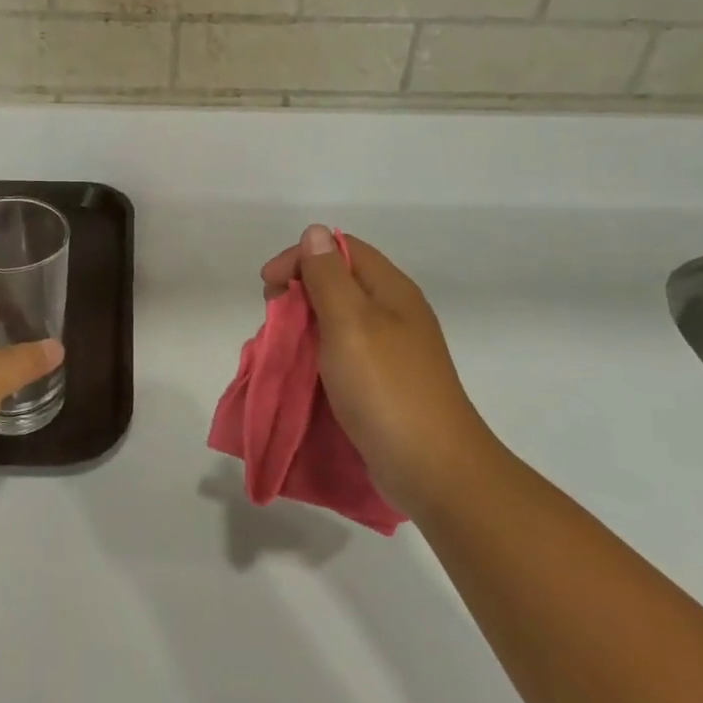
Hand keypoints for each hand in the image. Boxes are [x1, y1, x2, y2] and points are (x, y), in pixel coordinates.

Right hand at [261, 225, 496, 518]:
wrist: (434, 470)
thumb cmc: (387, 388)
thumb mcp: (351, 323)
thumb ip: (328, 276)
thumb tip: (315, 232)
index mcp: (391, 290)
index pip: (341, 249)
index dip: (301, 257)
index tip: (268, 285)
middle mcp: (394, 312)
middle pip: (339, 281)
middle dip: (299, 290)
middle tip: (273, 317)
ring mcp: (391, 350)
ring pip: (338, 319)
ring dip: (305, 324)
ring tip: (283, 345)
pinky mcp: (384, 382)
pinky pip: (343, 352)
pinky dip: (317, 353)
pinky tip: (304, 370)